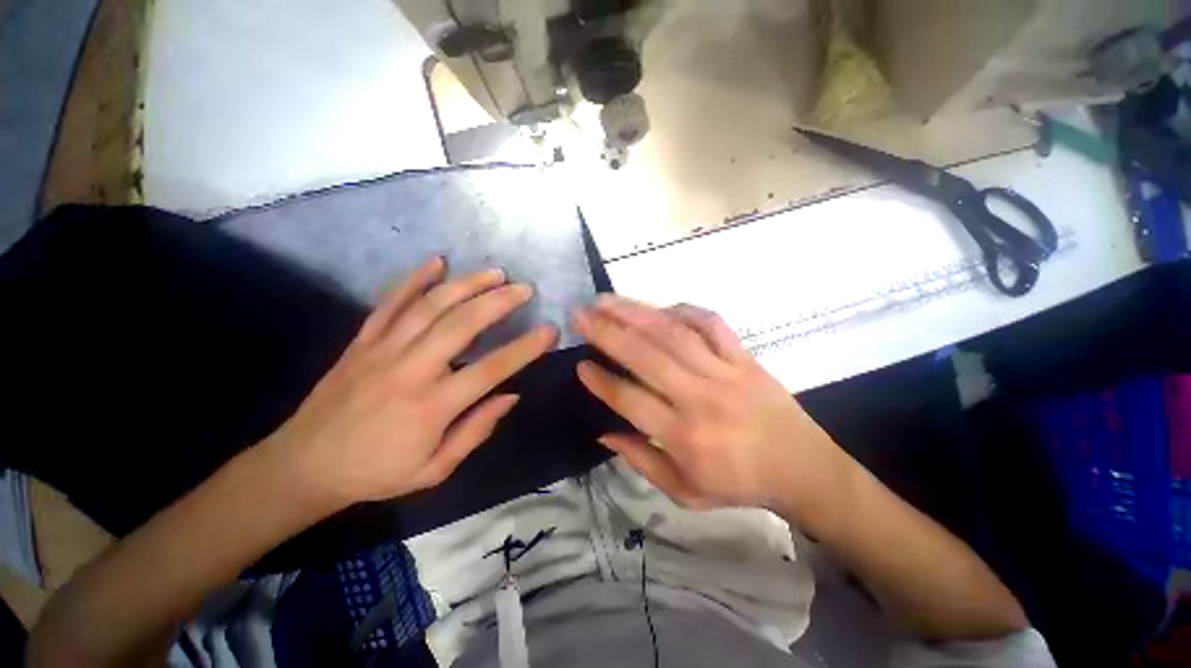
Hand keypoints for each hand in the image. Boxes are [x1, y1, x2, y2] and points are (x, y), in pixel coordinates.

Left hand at [265, 257, 556, 510]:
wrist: (303, 466)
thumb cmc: (377, 473)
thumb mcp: (435, 470)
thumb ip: (475, 431)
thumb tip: (511, 395)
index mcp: (432, 406)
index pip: (491, 369)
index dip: (525, 348)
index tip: (549, 330)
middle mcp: (411, 369)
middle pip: (462, 324)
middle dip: (499, 302)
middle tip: (525, 289)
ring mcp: (382, 350)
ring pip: (430, 306)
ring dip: (466, 285)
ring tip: (495, 273)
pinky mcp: (362, 341)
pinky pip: (389, 303)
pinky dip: (414, 279)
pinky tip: (437, 261)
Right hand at [574, 296, 852, 524]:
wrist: (803, 469)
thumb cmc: (739, 484)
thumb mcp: (684, 492)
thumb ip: (640, 460)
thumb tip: (603, 432)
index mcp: (685, 437)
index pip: (630, 400)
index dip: (601, 381)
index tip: (580, 363)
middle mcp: (701, 398)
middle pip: (646, 356)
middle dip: (608, 332)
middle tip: (581, 315)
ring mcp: (726, 372)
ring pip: (673, 333)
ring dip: (636, 313)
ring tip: (607, 301)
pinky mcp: (745, 357)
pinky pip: (711, 323)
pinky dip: (683, 310)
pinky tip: (661, 307)